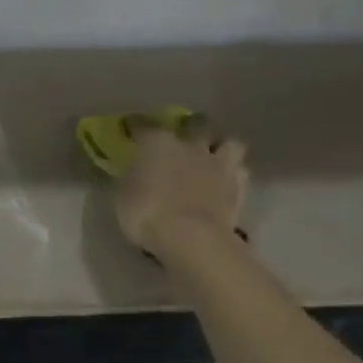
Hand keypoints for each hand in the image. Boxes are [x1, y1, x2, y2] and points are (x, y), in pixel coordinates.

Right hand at [114, 121, 248, 260]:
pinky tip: (226, 185)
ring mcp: (219, 165)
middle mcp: (191, 146)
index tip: (131, 128)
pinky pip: (240, 172)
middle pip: (196, 124)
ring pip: (229, 144)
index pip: (143, 126)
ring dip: (221, 149)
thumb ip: (129, 180)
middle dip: (190, 128)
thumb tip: (133, 173)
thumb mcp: (122, 197)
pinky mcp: (238, 187)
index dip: (136, 126)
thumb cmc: (146, 215)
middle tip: (184, 140)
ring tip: (213, 160)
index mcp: (158, 143)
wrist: (189, 238)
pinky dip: (233, 176)